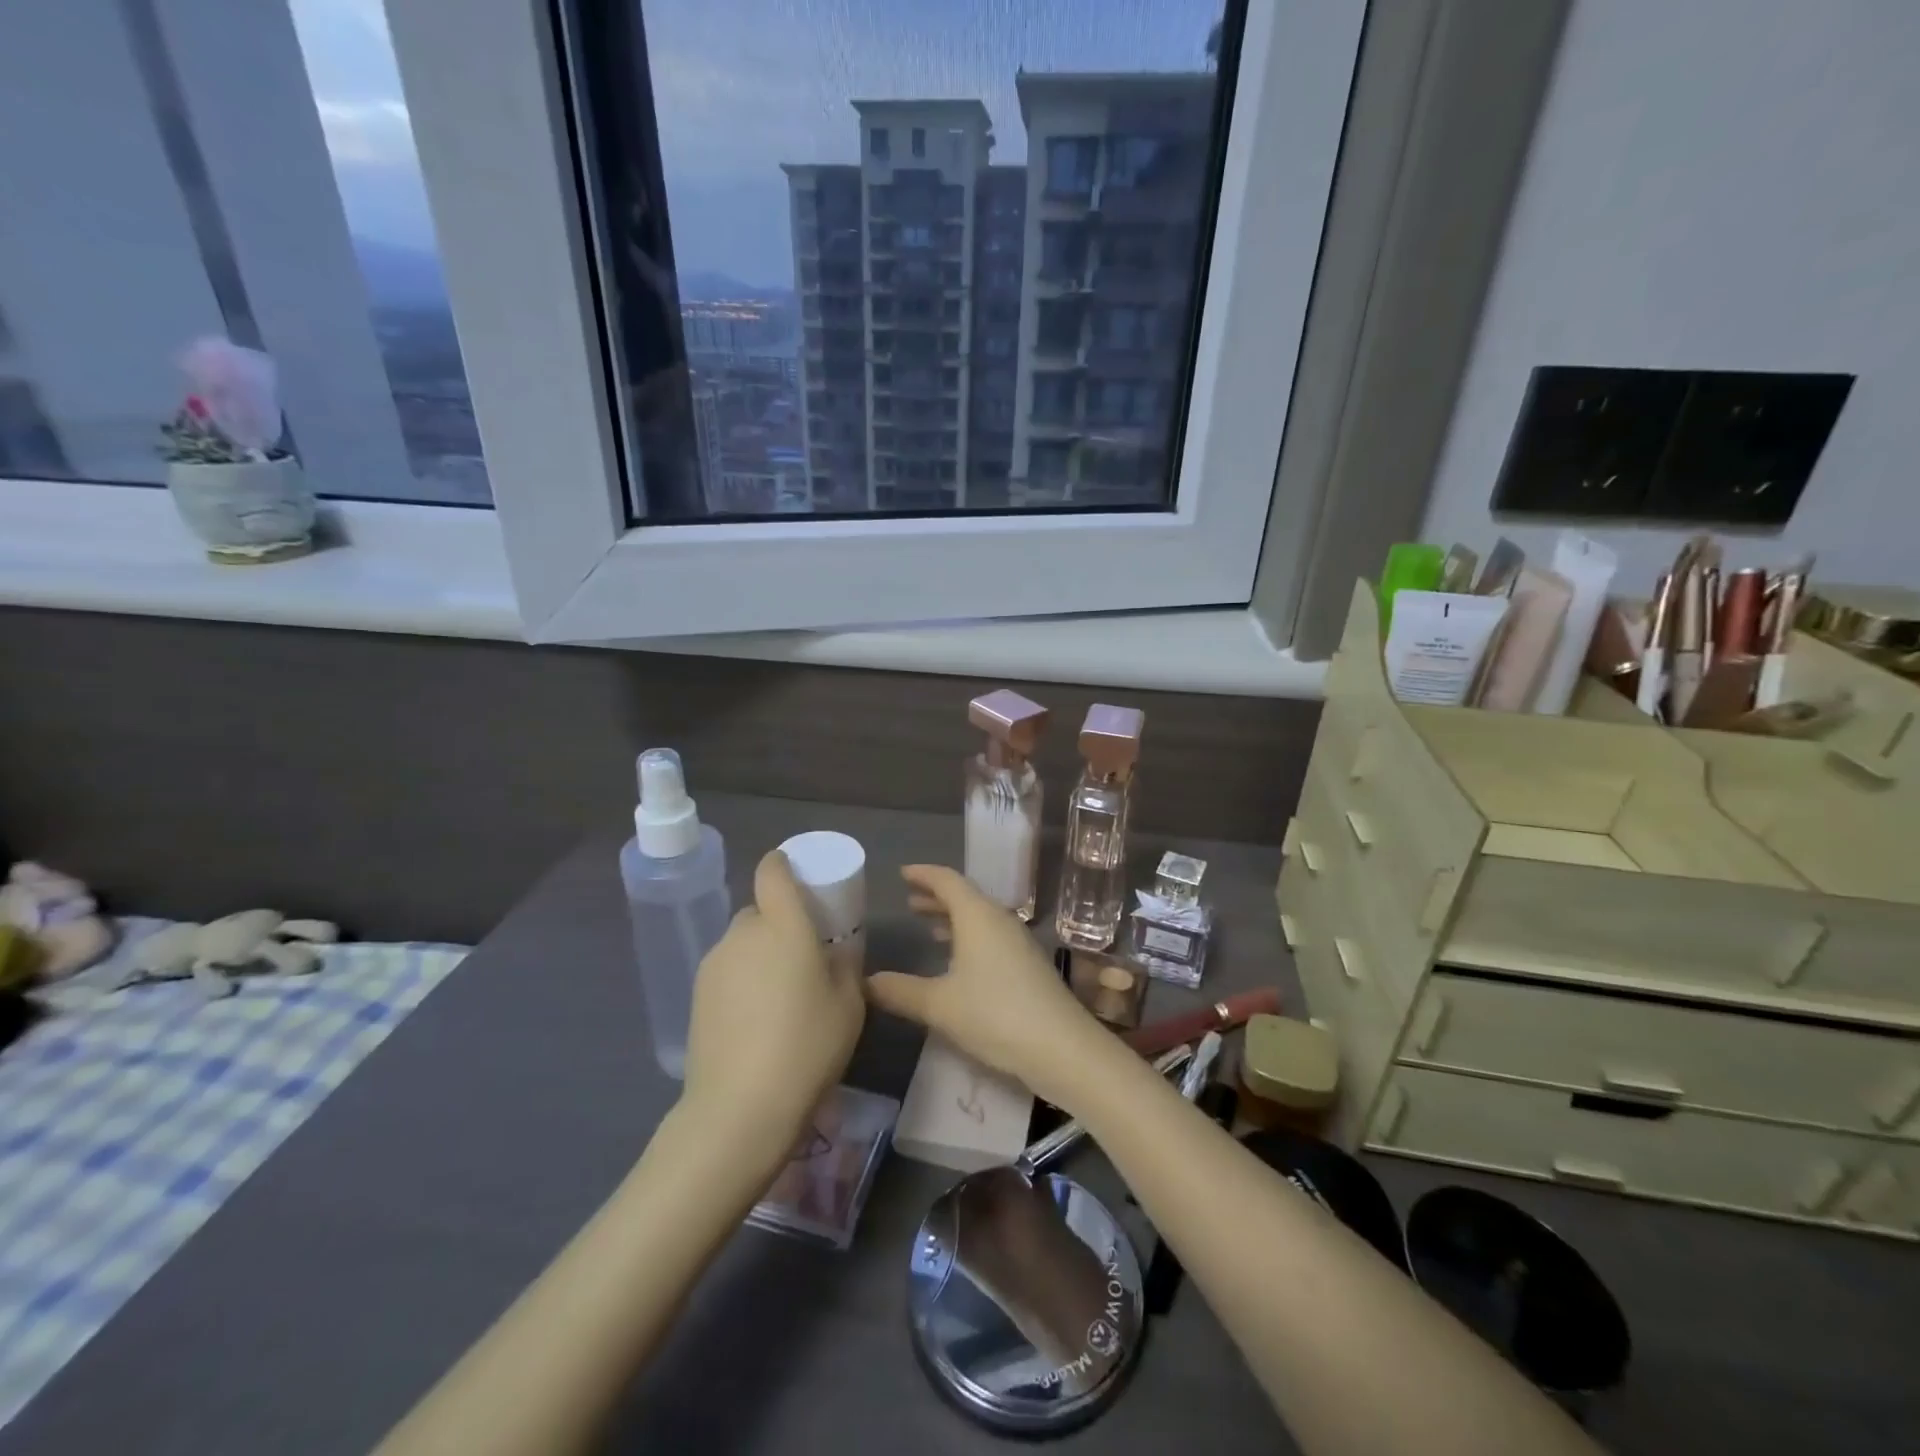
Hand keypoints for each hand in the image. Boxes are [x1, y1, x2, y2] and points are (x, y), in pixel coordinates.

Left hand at [681, 850, 864, 1152]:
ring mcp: (714, 964)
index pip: (772, 872)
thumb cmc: (808, 1046)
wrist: (741, 1106)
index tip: (798, 878)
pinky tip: (755, 1020)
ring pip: (741, 943)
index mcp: (783, 925)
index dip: (782, 865)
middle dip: (778, 922)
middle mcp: (744, 933)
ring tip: (779, 997)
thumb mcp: (849, 1004)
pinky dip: (742, 981)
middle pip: (759, 910)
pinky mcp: (696, 994)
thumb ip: (845, 965)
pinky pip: (726, 971)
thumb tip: (835, 952)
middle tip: (801, 956)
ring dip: (759, 954)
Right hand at [865, 865, 1106, 1107]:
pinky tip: (959, 961)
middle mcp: (1000, 921)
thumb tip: (865, 982)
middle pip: (965, 898)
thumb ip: (901, 991)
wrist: (1062, 1047)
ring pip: (980, 919)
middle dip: (936, 897)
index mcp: (978, 916)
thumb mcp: (939, 1005)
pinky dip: (969, 938)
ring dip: (953, 919)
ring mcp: (1018, 943)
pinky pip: (992, 937)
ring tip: (928, 926)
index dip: (924, 875)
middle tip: (910, 901)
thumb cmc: (996, 1014)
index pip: (947, 881)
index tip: (903, 873)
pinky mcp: (1028, 966)